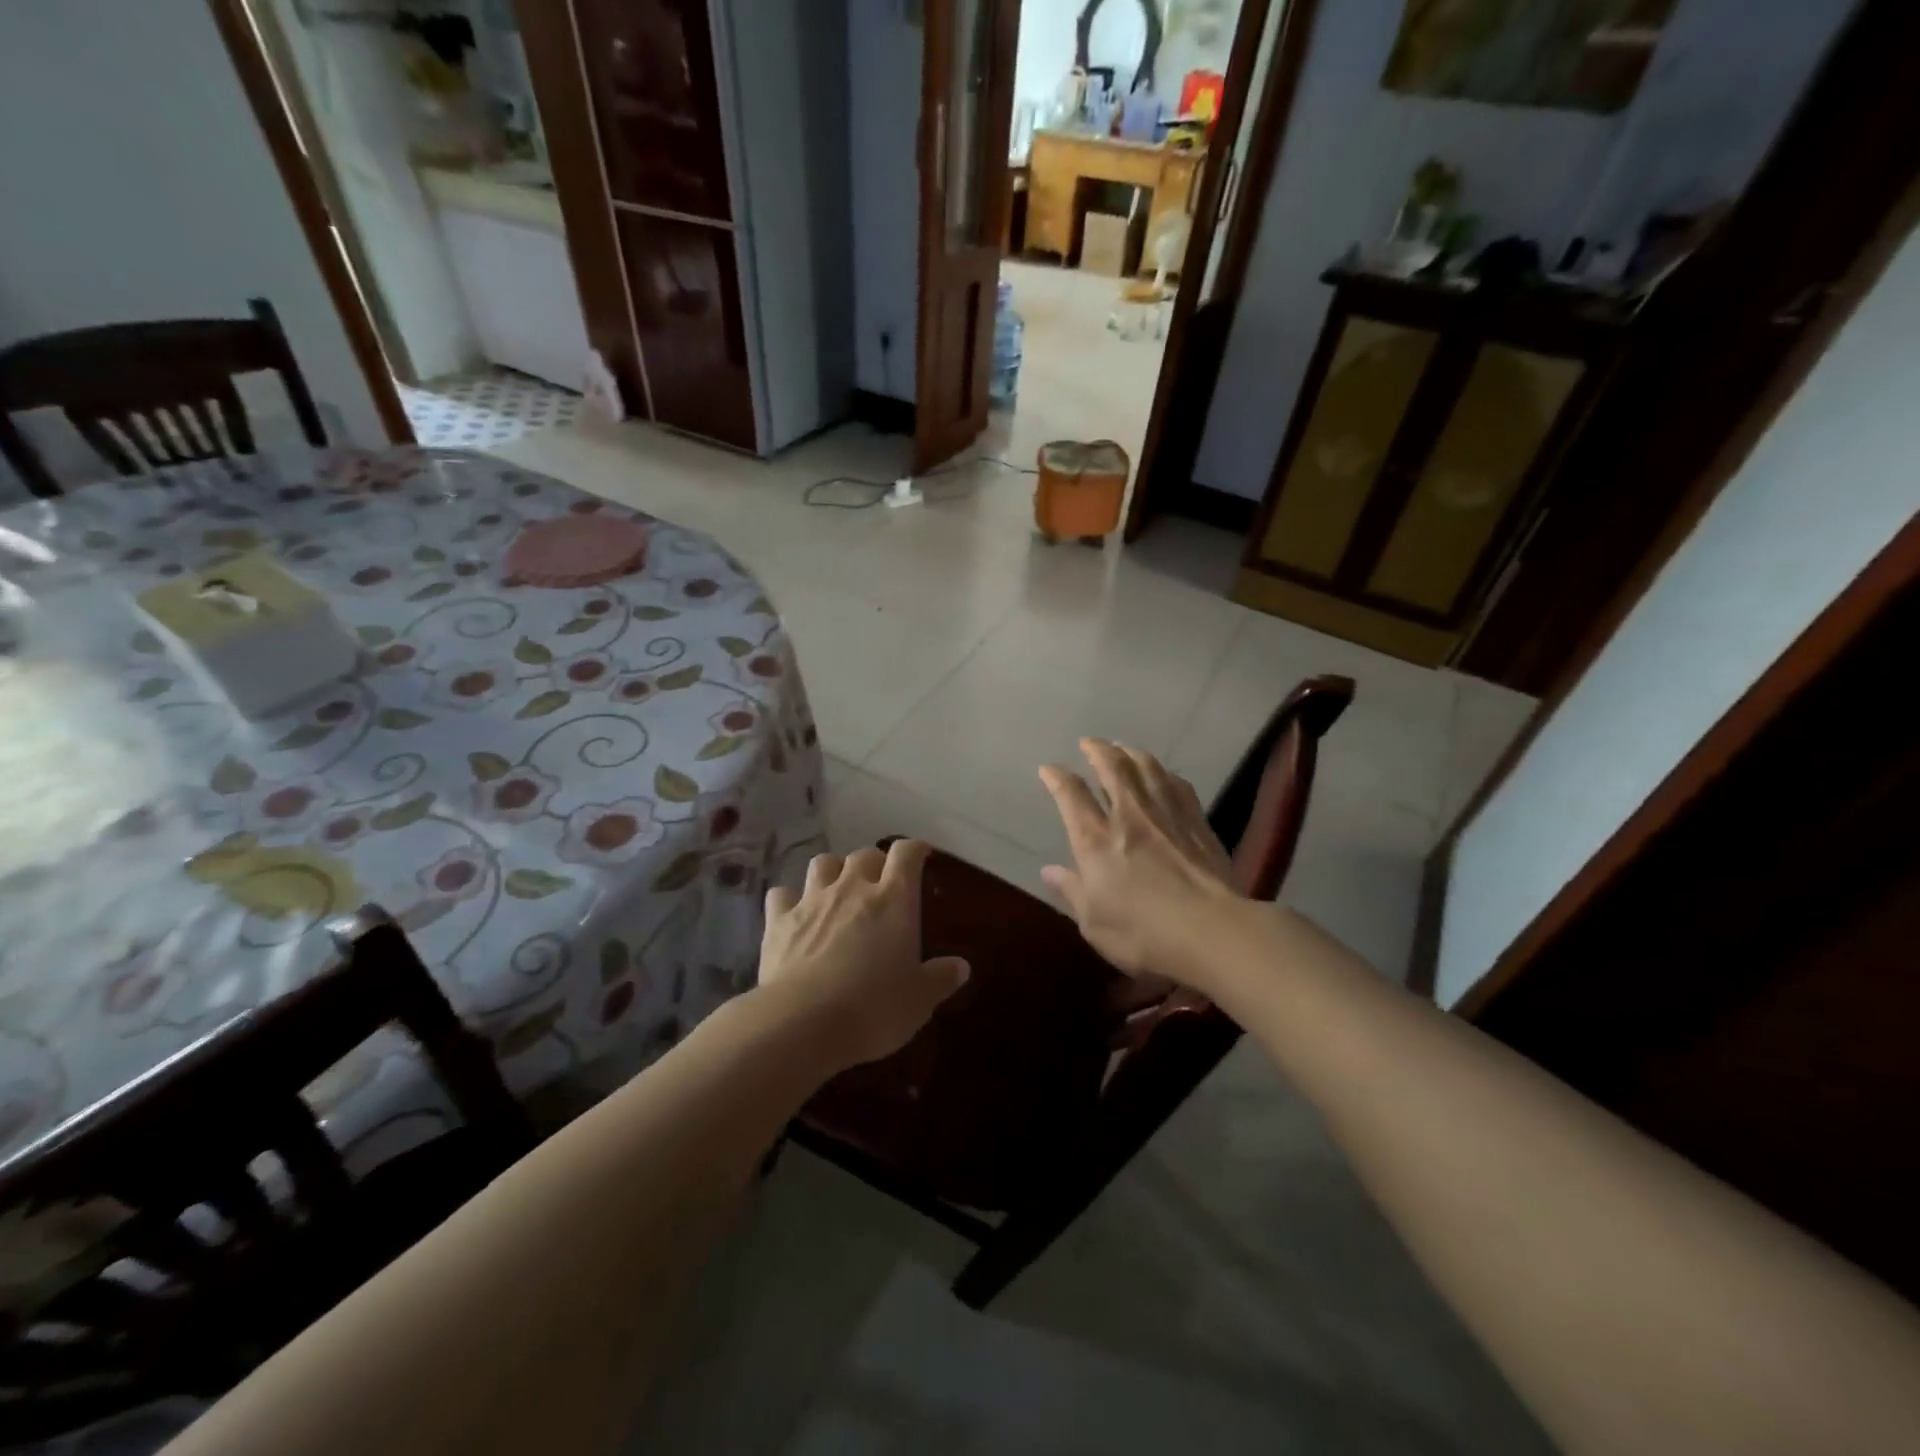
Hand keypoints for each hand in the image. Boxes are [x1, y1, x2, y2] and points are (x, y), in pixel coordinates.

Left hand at [758, 840, 969, 1069]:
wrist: (802, 1024)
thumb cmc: (874, 1008)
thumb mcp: (919, 1000)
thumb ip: (940, 978)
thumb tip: (960, 966)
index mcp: (893, 899)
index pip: (907, 854)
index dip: (915, 850)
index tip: (922, 856)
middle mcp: (852, 888)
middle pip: (865, 854)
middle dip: (875, 863)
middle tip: (881, 884)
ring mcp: (812, 901)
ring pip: (822, 862)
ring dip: (833, 871)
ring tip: (838, 890)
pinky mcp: (778, 921)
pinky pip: (782, 895)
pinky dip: (789, 899)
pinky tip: (794, 914)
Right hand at [1039, 740, 1242, 987]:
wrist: (1213, 931)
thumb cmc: (1144, 934)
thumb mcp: (1094, 923)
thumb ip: (1072, 891)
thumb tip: (1048, 870)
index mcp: (1096, 840)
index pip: (1071, 795)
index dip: (1057, 778)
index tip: (1049, 768)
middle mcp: (1129, 816)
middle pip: (1112, 769)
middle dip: (1097, 750)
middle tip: (1089, 742)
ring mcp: (1166, 815)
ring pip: (1147, 768)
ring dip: (1131, 752)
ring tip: (1122, 747)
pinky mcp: (1197, 822)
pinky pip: (1178, 784)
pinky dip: (1165, 773)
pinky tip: (1164, 774)